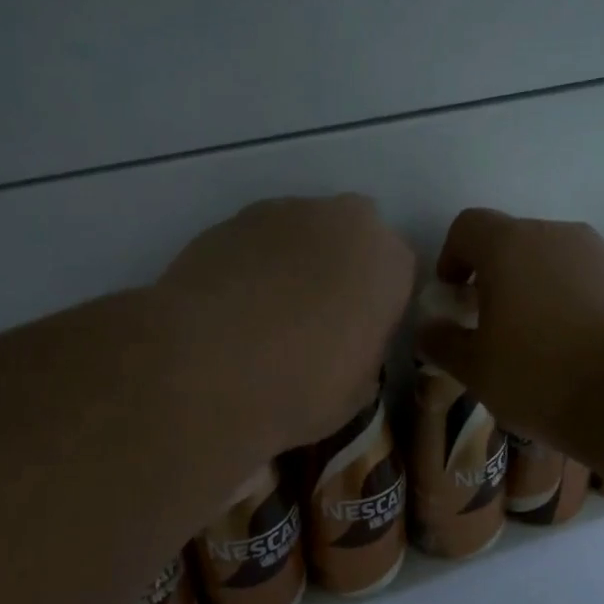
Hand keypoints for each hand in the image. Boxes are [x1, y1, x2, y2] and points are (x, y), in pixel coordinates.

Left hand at [156, 195, 415, 451]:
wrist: (206, 373)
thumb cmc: (302, 388)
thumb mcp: (358, 390)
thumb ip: (365, 351)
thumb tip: (348, 346)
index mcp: (388, 260)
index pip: (397, 276)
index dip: (376, 307)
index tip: (357, 337)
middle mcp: (341, 219)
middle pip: (348, 240)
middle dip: (336, 271)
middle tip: (314, 322)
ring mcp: (279, 213)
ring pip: (298, 236)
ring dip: (291, 266)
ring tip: (264, 318)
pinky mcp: (225, 222)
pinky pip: (252, 245)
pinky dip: (249, 269)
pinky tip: (230, 312)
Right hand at [417, 208, 603, 449]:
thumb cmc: (540, 376)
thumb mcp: (475, 369)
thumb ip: (442, 342)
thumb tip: (428, 328)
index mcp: (509, 246)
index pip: (468, 227)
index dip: (451, 257)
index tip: (452, 296)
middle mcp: (555, 235)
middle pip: (512, 241)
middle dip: (493, 276)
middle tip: (488, 324)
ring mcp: (599, 254)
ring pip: (551, 261)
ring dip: (533, 288)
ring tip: (533, 340)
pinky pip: (584, 280)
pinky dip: (568, 301)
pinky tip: (573, 346)